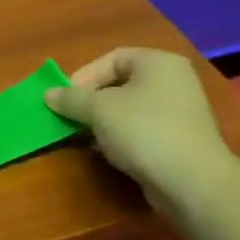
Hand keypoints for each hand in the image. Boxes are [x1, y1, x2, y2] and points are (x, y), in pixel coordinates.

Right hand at [46, 48, 239, 215]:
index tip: (65, 99)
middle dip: (91, 101)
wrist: (191, 181)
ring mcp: (180, 112)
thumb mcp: (98, 109)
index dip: (84, 76)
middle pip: (120, 83)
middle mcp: (173, 81)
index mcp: (158, 62)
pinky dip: (121, 137)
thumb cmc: (143, 130)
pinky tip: (107, 152)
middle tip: (71, 117)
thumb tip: (48, 94)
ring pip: (130, 108)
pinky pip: (142, 129)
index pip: (112, 58)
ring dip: (103, 121)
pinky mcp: (180, 140)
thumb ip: (71, 98)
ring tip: (84, 137)